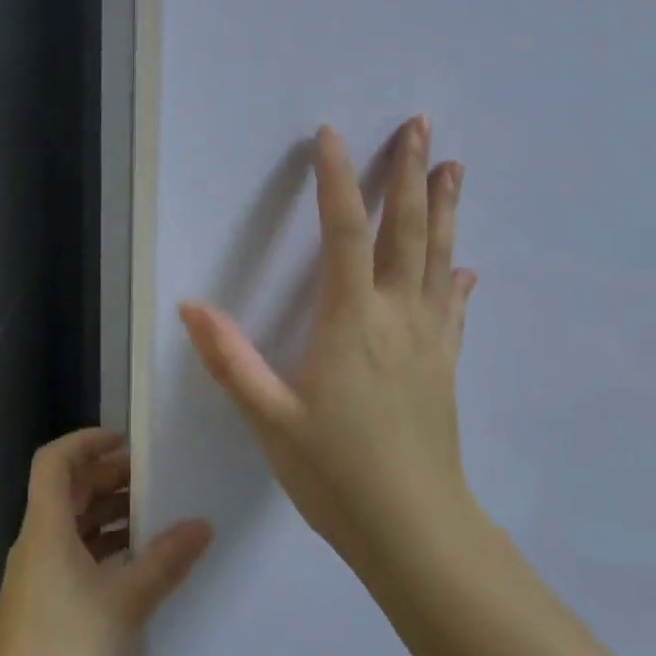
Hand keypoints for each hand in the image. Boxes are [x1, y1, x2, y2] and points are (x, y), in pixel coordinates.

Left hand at [0, 428, 213, 655]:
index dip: (85, 441)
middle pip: (67, 489)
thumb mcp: (126, 602)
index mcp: (47, 528)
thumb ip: (166, 561)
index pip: (54, 461)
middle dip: (107, 476)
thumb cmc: (65, 649)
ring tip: (151, 514)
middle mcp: (36, 541)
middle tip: (151, 478)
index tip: (124, 441)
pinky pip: (71, 550)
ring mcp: (35, 572)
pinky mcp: (39, 599)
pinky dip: (100, 542)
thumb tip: (203, 525)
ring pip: (70, 522)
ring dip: (107, 511)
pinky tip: (133, 560)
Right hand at [179, 117, 477, 565]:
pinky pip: (453, 309)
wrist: (415, 530)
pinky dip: (456, 280)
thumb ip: (231, 360)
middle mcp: (397, 316)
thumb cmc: (337, 474)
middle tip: (421, 126)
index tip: (332, 136)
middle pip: (407, 230)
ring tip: (454, 168)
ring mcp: (429, 340)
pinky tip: (464, 268)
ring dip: (445, 210)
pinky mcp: (445, 367)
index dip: (337, 179)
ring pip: (439, 258)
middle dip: (411, 174)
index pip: (344, 232)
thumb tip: (190, 306)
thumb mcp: (270, 419)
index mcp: (351, 320)